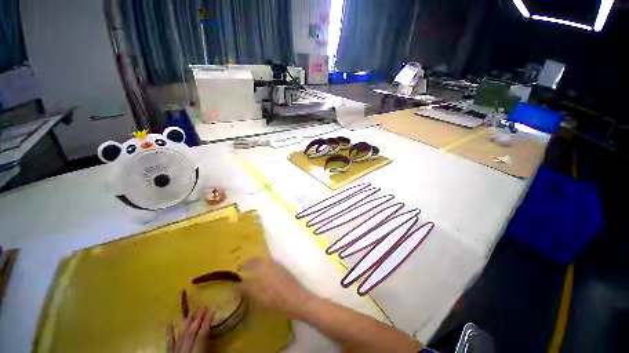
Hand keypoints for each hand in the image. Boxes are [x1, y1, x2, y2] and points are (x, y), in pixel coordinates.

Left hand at [167, 307, 213, 352]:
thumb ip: (209, 348)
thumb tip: (216, 334)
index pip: (202, 335)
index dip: (207, 322)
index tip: (212, 309)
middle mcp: (184, 350)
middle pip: (190, 333)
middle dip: (197, 319)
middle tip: (203, 306)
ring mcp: (175, 352)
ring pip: (181, 336)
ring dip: (187, 323)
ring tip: (192, 311)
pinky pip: (169, 343)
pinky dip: (169, 334)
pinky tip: (169, 324)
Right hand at [238, 258, 315, 319]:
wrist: (299, 300)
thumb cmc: (279, 301)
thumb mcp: (261, 298)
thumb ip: (249, 290)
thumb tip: (236, 286)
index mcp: (265, 270)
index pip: (253, 264)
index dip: (245, 264)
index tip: (239, 266)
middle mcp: (272, 265)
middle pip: (260, 260)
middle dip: (252, 262)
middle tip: (244, 265)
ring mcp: (280, 267)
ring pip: (266, 260)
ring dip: (259, 262)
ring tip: (253, 267)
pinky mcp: (284, 270)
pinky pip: (272, 263)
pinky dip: (266, 264)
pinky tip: (265, 271)